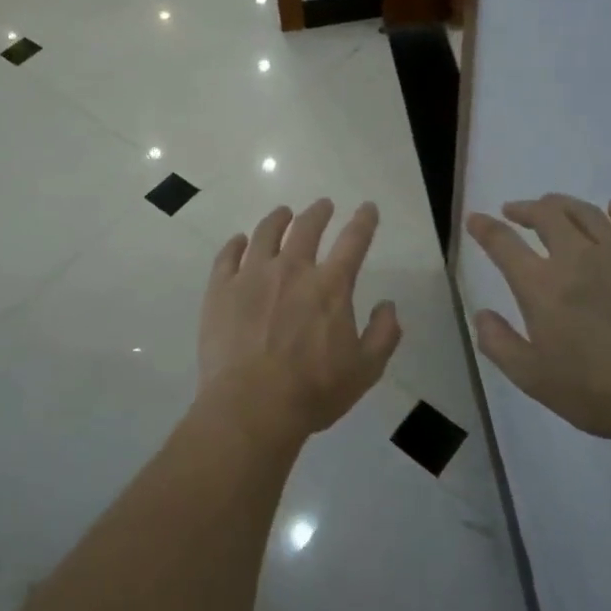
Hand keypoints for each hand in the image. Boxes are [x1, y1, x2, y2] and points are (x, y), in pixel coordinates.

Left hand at [196, 199, 402, 442]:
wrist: (252, 405)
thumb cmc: (313, 391)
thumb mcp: (365, 370)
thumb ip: (383, 334)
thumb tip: (389, 305)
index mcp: (330, 286)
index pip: (353, 241)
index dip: (364, 221)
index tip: (367, 207)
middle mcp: (292, 269)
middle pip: (306, 227)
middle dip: (318, 212)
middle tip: (323, 205)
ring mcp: (252, 275)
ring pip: (265, 233)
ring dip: (278, 218)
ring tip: (283, 213)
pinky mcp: (221, 288)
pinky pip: (227, 255)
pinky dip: (236, 243)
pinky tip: (239, 241)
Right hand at [465, 195, 610, 443]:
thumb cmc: (601, 393)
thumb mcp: (534, 379)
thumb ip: (499, 344)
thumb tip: (482, 315)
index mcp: (542, 286)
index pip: (503, 243)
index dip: (485, 228)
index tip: (475, 219)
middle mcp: (579, 259)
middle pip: (547, 215)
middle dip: (525, 208)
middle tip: (515, 211)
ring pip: (589, 214)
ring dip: (565, 204)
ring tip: (554, 206)